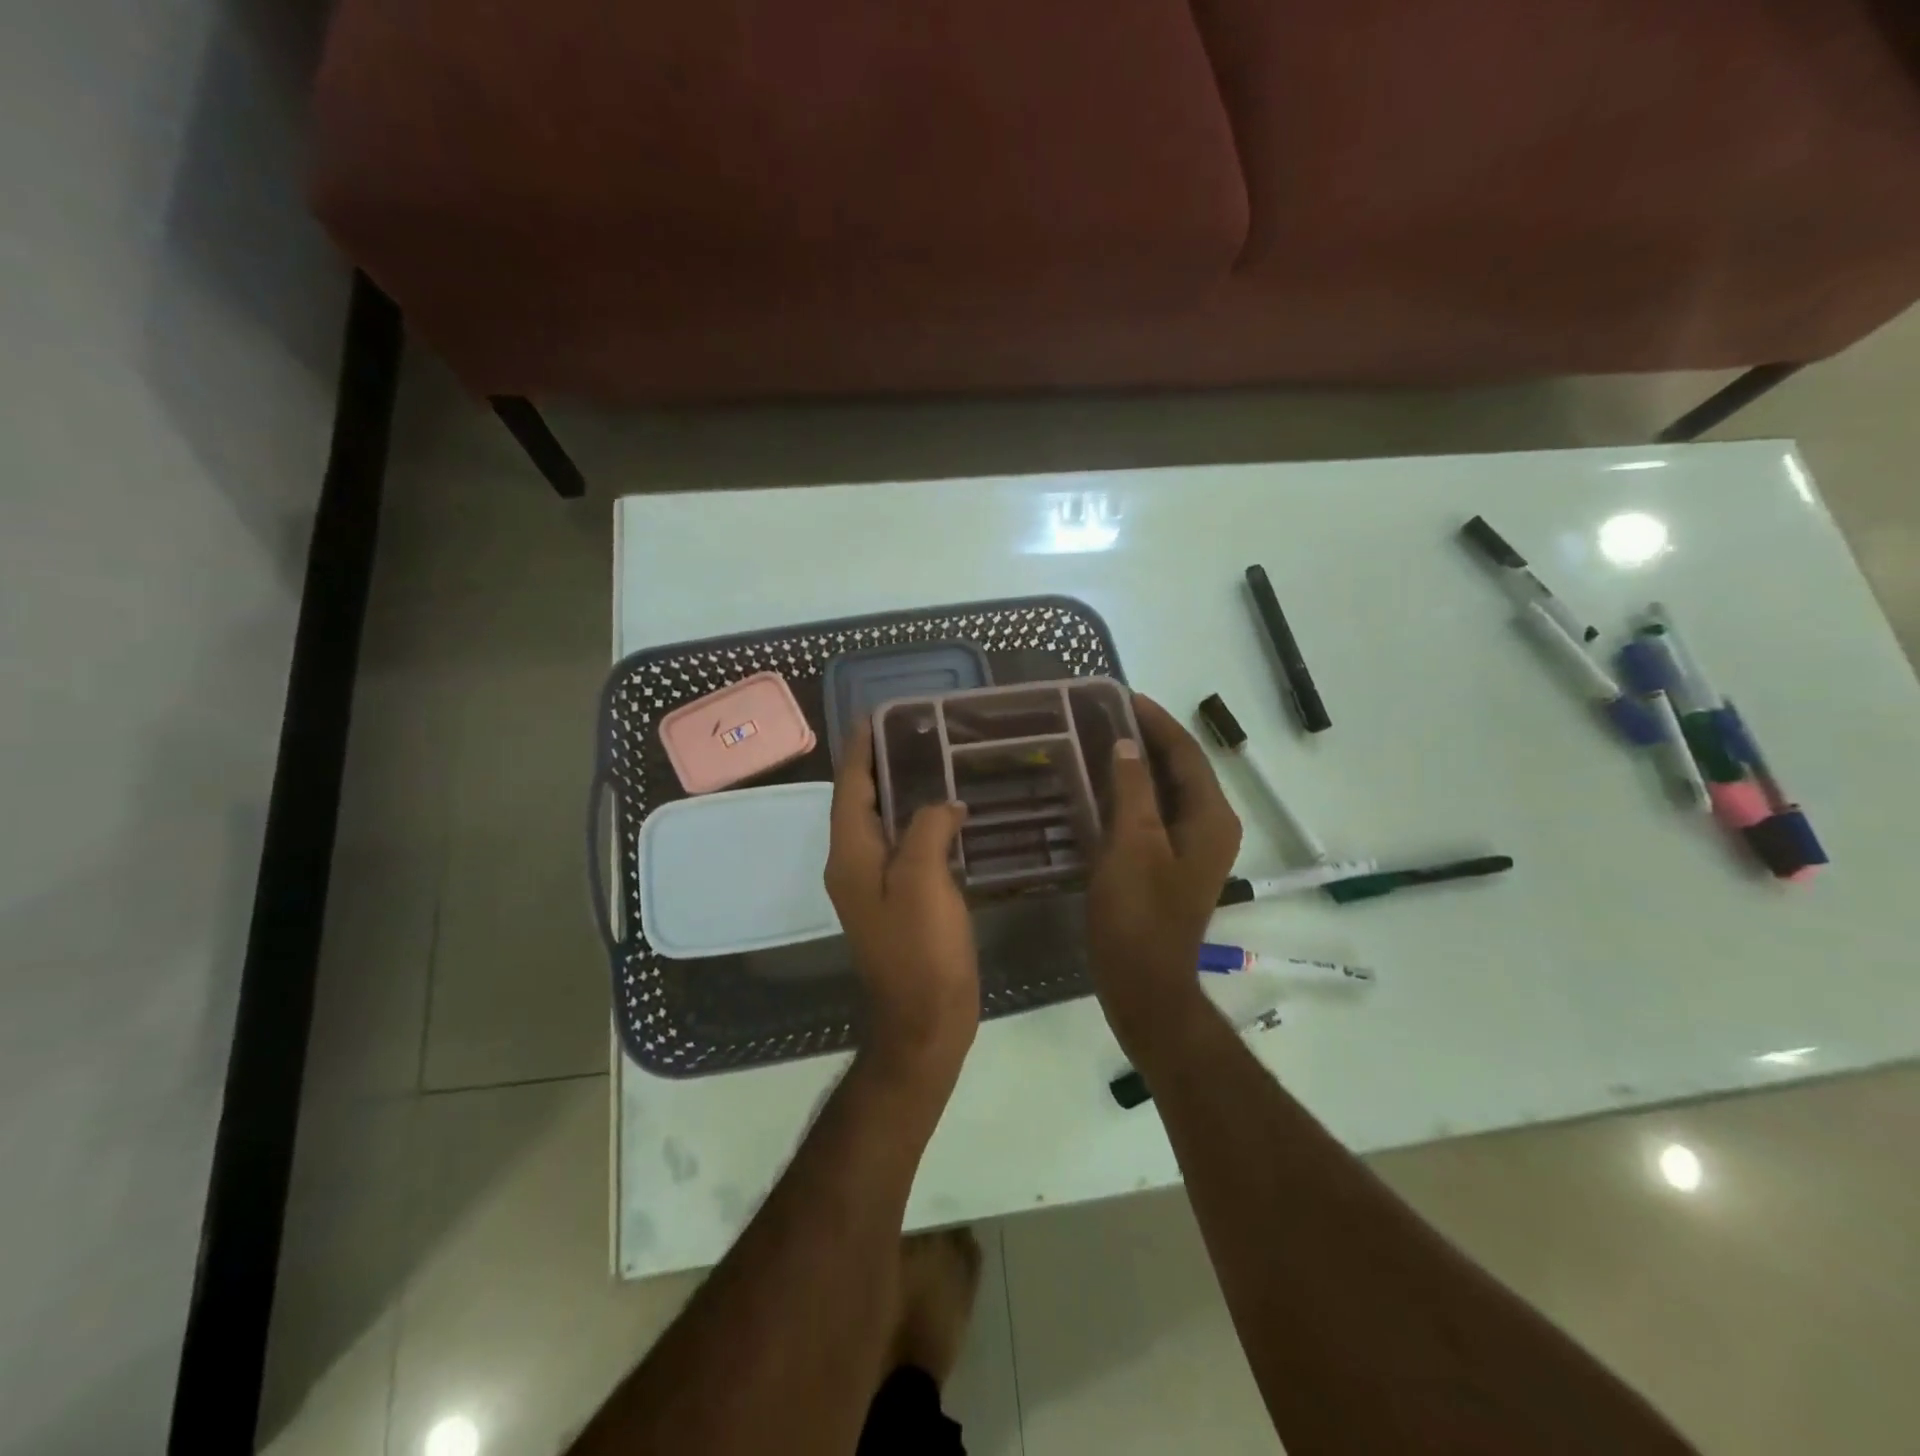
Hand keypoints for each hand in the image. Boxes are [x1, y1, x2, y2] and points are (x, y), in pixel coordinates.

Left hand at [825, 723, 980, 1088]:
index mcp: (851, 855)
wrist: (924, 1022)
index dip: (860, 750)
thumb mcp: (923, 882)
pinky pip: (903, 848)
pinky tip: (948, 816)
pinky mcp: (897, 902)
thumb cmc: (921, 951)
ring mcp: (874, 886)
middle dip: (880, 765)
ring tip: (933, 763)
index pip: (850, 788)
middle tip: (915, 733)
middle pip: (861, 802)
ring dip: (900, 793)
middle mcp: (853, 865)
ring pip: (882, 825)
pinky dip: (918, 824)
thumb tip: (943, 805)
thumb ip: (927, 830)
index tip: (875, 716)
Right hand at [1086, 694, 1241, 1052]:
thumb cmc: (1137, 912)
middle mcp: (1211, 827)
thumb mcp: (1132, 843)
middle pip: (1181, 769)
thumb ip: (1133, 788)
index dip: (1156, 721)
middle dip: (1147, 738)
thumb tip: (1126, 744)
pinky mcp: (1172, 863)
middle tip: (1104, 714)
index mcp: (1211, 818)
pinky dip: (1133, 794)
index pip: (1186, 753)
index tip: (1122, 696)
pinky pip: (1156, 814)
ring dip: (1139, 765)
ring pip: (1167, 791)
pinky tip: (1104, 786)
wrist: (1142, 982)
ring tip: (1101, 739)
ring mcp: (1192, 848)